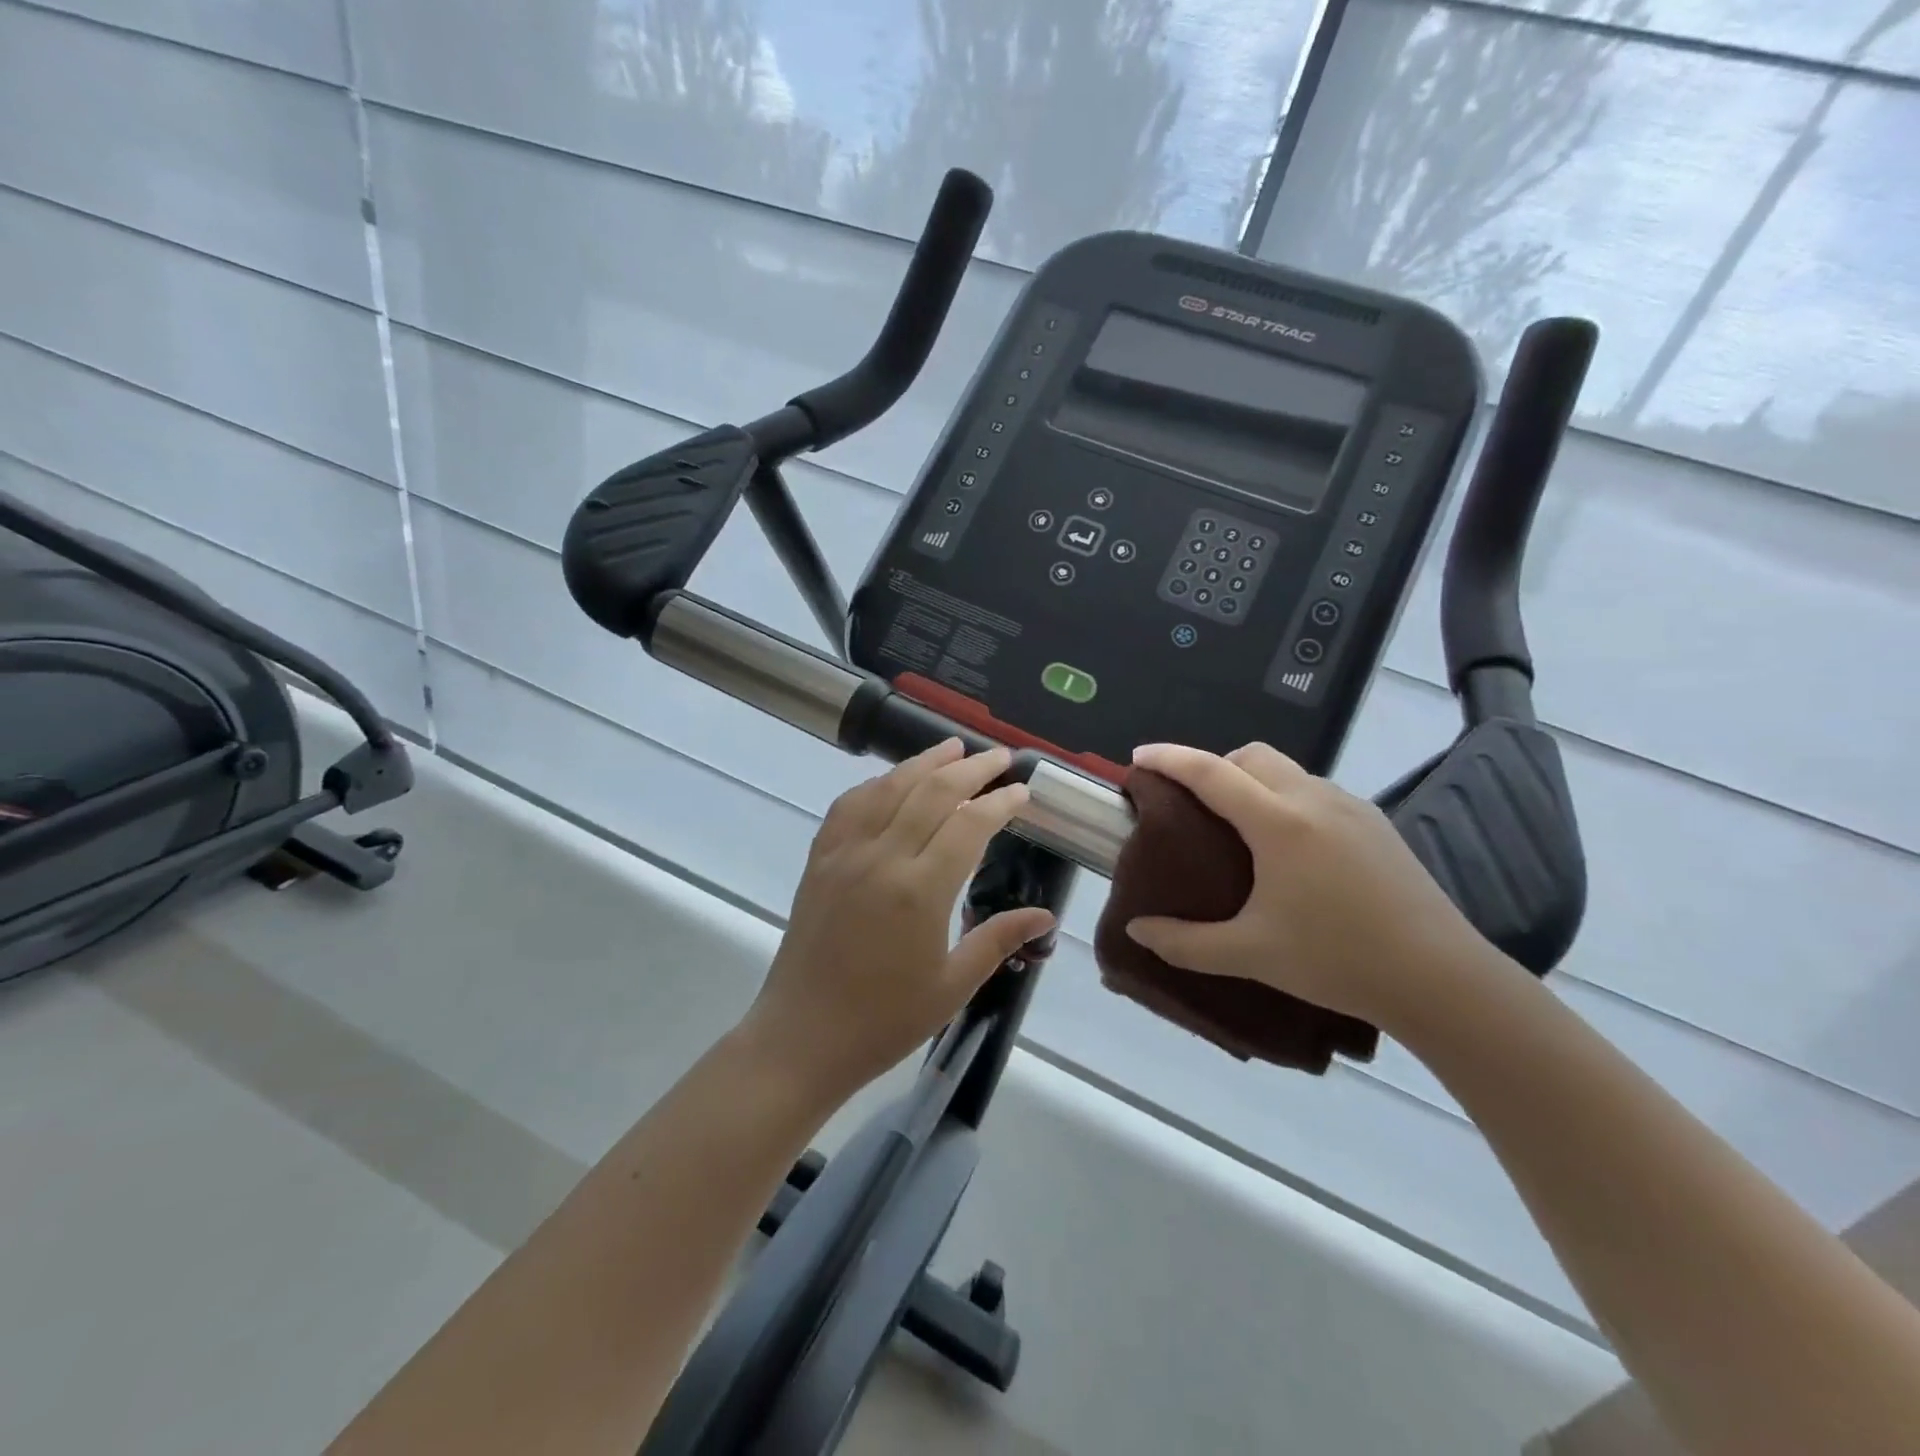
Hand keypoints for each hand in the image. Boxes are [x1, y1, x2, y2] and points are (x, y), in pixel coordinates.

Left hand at [740, 740, 1054, 1098]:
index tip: (1022, 791)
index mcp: (920, 891)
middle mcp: (882, 859)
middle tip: (1000, 757)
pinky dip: (876, 784)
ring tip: (952, 747)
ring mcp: (844, 855)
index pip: (969, 825)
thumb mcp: (952, 986)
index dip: (1000, 803)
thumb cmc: (884, 1019)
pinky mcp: (819, 860)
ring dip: (924, 763)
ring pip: (888, 788)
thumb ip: (999, 940)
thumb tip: (1046, 917)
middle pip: (932, 792)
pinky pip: (848, 806)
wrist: (803, 1037)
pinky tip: (892, 781)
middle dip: (971, 769)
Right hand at [1123, 741, 1491, 1029]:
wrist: (1442, 979)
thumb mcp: (1251, 955)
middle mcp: (1314, 800)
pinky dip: (1285, 798)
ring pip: (1288, 770)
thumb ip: (1185, 943)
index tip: (1139, 756)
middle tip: (1191, 804)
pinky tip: (1289, 848)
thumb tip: (1137, 932)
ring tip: (1238, 828)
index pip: (1211, 772)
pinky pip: (1315, 791)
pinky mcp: (1377, 823)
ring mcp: (1352, 807)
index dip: (1170, 759)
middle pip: (1252, 756)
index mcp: (1279, 823)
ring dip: (1252, 781)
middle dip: (1213, 765)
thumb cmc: (1338, 961)